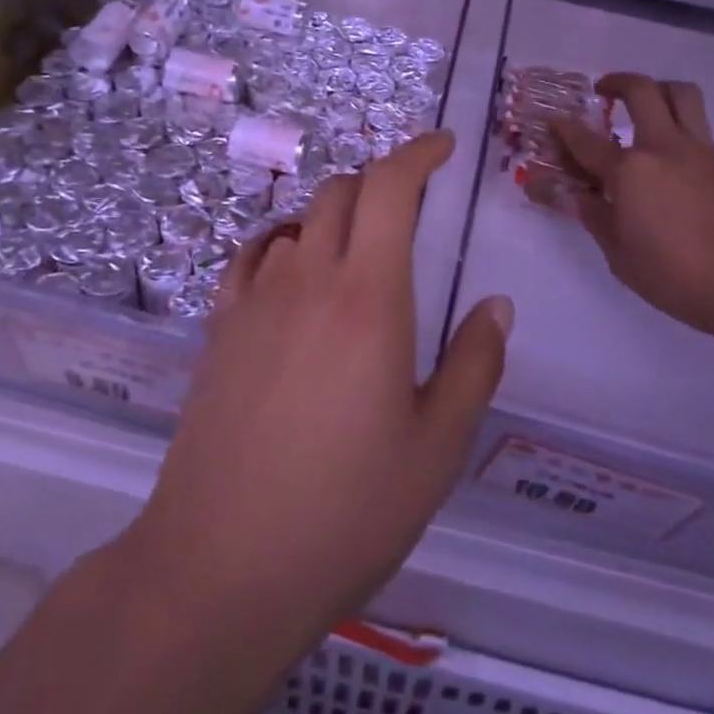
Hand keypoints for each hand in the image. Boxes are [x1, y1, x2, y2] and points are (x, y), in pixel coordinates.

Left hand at [128, 131, 512, 654]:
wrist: (220, 567)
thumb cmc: (345, 512)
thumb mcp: (436, 448)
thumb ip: (474, 365)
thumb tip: (494, 304)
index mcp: (369, 299)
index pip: (389, 188)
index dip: (417, 153)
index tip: (442, 146)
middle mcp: (309, 280)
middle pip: (342, 190)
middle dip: (381, 182)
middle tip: (410, 210)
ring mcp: (256, 300)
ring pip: (301, 220)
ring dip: (337, 217)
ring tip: (360, 255)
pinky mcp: (220, 328)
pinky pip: (255, 256)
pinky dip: (286, 244)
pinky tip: (296, 275)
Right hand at [552, 74, 713, 339]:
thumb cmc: (677, 277)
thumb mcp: (620, 256)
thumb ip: (595, 217)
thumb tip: (577, 195)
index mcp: (630, 172)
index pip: (586, 141)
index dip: (565, 129)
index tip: (554, 121)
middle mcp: (664, 147)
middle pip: (642, 90)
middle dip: (617, 82)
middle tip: (604, 91)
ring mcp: (700, 150)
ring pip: (682, 94)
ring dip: (658, 89)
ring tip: (645, 106)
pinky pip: (699, 126)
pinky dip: (679, 124)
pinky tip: (670, 156)